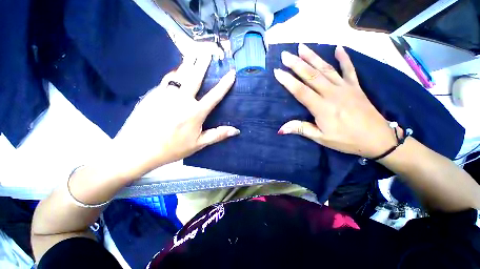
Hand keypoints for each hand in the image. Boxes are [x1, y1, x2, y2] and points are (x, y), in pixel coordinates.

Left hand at [114, 55, 238, 174]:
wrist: (137, 149)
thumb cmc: (172, 148)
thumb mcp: (198, 144)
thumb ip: (217, 135)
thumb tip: (236, 131)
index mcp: (195, 112)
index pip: (214, 95)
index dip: (225, 84)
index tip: (231, 73)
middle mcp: (182, 99)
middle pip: (194, 77)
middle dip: (202, 63)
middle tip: (207, 51)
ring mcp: (165, 94)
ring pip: (179, 74)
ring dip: (187, 64)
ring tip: (193, 54)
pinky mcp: (153, 94)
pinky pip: (166, 80)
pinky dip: (174, 75)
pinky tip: (176, 73)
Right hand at [274, 44, 398, 158]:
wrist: (377, 139)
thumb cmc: (346, 140)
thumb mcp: (321, 138)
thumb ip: (301, 129)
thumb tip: (281, 129)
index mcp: (322, 107)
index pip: (300, 91)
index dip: (288, 81)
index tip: (277, 71)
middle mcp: (332, 93)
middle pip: (311, 75)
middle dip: (296, 64)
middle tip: (285, 55)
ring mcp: (345, 88)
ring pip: (326, 69)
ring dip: (313, 57)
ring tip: (302, 47)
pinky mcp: (356, 87)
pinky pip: (349, 69)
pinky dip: (344, 58)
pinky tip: (338, 48)